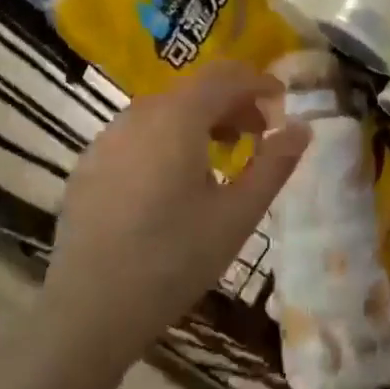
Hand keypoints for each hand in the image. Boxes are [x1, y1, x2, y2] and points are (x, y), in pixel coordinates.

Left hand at [43, 64, 310, 373]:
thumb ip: (274, 165)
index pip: (226, 75)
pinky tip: (171, 183)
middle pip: (196, 89)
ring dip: (200, 121)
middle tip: (258, 134)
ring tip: (220, 158)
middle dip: (232, 103)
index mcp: (179, 116)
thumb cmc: (172, 260)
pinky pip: (138, 133)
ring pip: (166, 110)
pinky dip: (166, 140)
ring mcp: (109, 136)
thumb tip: (302, 128)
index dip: (258, 82)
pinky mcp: (89, 163)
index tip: (281, 103)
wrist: (87, 313)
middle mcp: (141, 112)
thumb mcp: (237, 216)